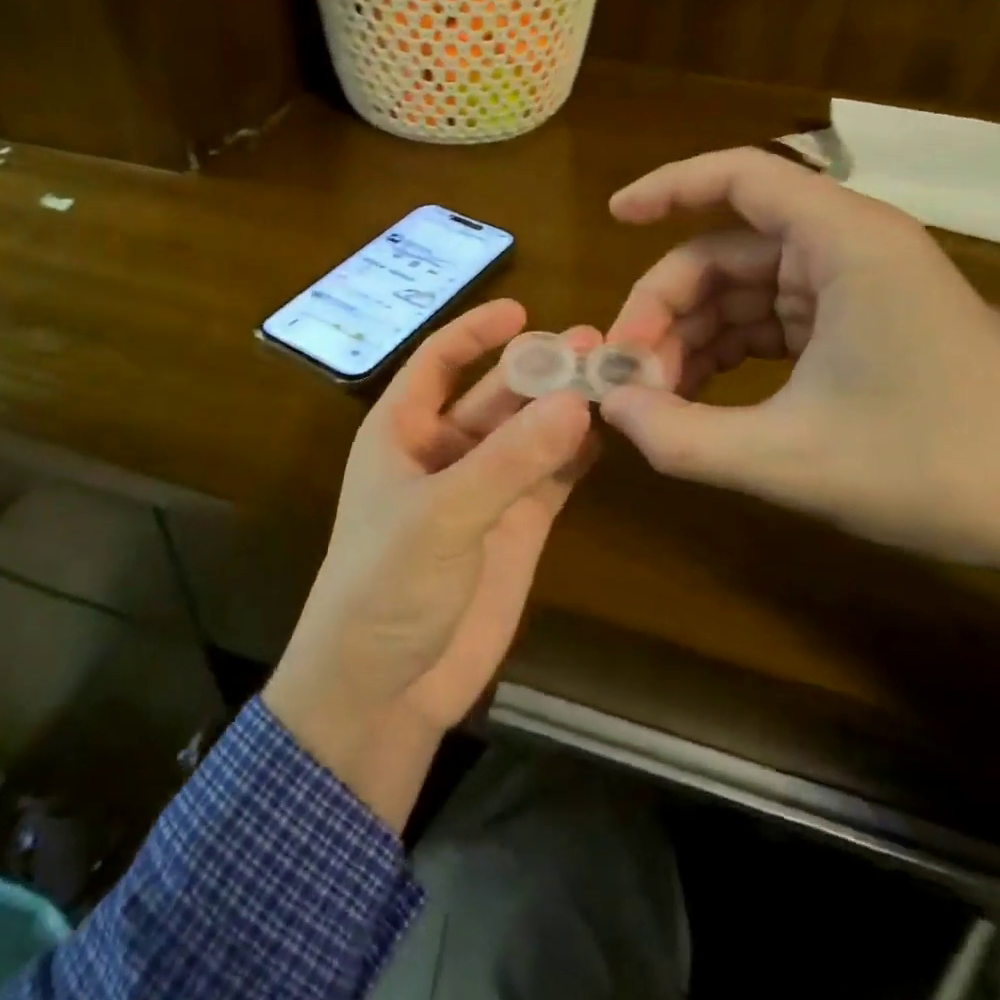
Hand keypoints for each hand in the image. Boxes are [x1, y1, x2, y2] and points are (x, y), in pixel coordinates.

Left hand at [265, 300, 597, 826]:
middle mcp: (443, 451)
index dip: (474, 333)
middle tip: (598, 343)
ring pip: (530, 433)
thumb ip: (508, 461)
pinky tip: (611, 431)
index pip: (437, 362)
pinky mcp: (516, 528)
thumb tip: (576, 401)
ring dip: (567, 407)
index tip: (522, 309)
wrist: (382, 689)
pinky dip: (577, 454)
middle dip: (541, 369)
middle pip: (496, 394)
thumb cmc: (384, 587)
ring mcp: (483, 490)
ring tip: (617, 375)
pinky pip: (550, 476)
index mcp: (401, 432)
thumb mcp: (439, 516)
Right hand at [598, 147, 999, 567]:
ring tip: (657, 402)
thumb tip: (609, 408)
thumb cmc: (936, 471)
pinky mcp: (860, 325)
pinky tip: (699, 402)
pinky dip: (727, 355)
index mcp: (846, 244)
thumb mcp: (789, 460)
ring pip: (742, 292)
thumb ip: (682, 436)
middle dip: (667, 309)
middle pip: (724, 250)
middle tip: (627, 376)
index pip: (740, 177)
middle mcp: (850, 249)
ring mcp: (857, 288)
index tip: (612, 218)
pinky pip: (770, 323)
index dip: (668, 188)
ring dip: (691, 340)